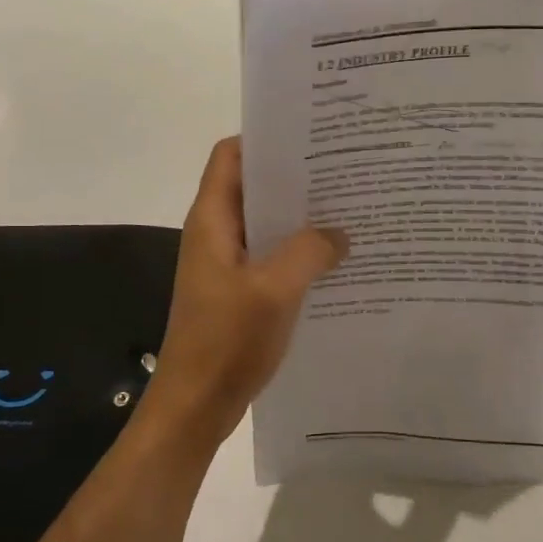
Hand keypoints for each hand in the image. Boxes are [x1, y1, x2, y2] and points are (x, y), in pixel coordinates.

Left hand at [149, 137, 346, 439]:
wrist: (195, 405)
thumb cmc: (226, 341)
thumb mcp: (275, 290)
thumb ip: (309, 252)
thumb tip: (339, 233)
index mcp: (212, 221)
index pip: (230, 156)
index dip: (264, 139)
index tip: (310, 136)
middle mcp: (216, 234)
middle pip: (252, 187)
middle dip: (293, 177)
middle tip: (344, 171)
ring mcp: (226, 264)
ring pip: (265, 224)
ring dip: (299, 217)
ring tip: (348, 210)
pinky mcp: (238, 291)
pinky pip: (270, 257)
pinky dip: (297, 251)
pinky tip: (334, 259)